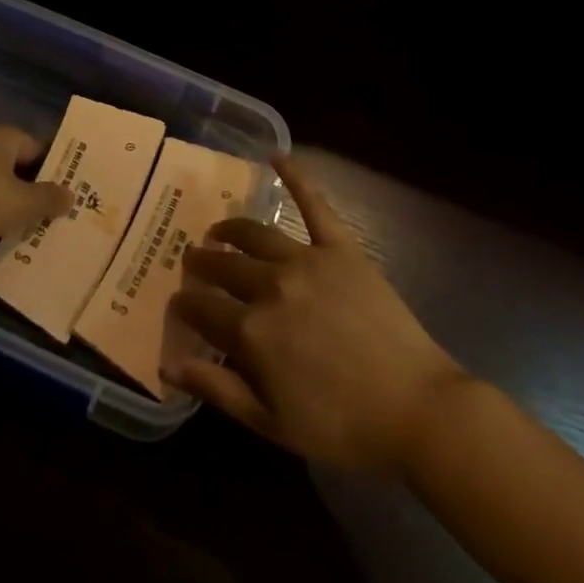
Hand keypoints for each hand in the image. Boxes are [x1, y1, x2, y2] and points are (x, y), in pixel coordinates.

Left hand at [0, 126, 72, 256]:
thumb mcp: (23, 203)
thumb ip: (49, 198)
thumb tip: (69, 195)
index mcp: (2, 137)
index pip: (38, 148)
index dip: (55, 169)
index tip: (70, 191)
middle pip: (16, 168)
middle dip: (34, 191)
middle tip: (56, 214)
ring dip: (11, 208)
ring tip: (34, 232)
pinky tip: (1, 240)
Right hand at [165, 156, 465, 471]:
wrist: (414, 409)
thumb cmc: (341, 426)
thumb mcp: (271, 423)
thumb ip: (218, 389)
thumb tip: (168, 363)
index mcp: (251, 331)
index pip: (203, 307)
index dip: (186, 303)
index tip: (178, 300)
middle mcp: (271, 285)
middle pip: (225, 266)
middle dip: (202, 262)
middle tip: (192, 259)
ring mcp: (307, 260)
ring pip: (256, 234)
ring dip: (231, 228)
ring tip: (219, 229)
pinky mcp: (341, 247)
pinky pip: (314, 204)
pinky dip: (296, 177)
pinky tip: (277, 156)